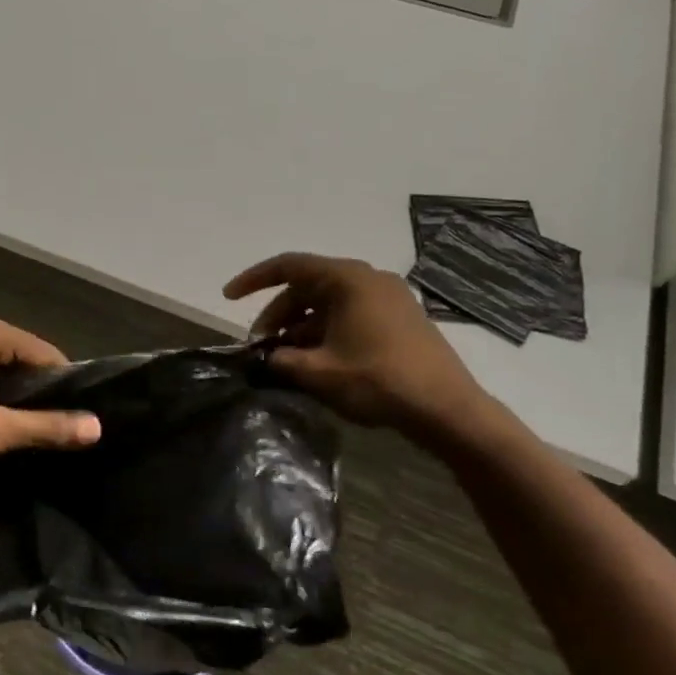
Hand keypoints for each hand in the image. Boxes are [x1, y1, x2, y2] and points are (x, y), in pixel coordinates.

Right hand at [224, 253, 490, 438]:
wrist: (447, 409)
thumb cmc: (378, 381)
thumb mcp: (318, 372)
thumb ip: (281, 359)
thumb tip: (264, 357)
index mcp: (347, 279)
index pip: (288, 266)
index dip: (253, 280)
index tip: (228, 297)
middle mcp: (368, 279)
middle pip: (307, 286)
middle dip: (278, 314)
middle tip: (260, 346)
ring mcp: (387, 298)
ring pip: (328, 303)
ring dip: (300, 327)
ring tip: (284, 359)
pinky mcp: (398, 319)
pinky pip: (348, 315)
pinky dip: (324, 332)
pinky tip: (314, 361)